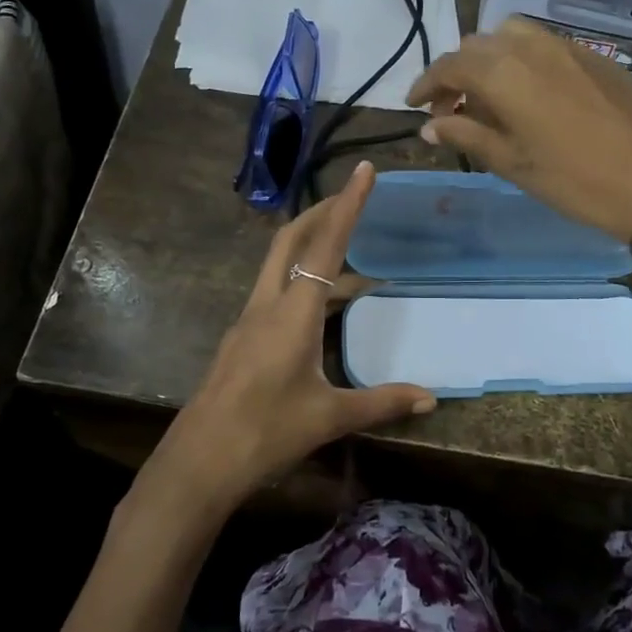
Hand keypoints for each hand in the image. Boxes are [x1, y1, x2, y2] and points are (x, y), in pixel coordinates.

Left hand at [146, 162, 434, 514]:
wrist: (199, 462)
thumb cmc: (266, 432)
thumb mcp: (330, 417)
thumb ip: (382, 402)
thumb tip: (431, 398)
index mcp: (292, 312)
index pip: (325, 245)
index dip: (348, 204)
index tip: (365, 170)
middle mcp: (267, 304)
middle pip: (291, 240)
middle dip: (322, 212)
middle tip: (353, 198)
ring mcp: (249, 320)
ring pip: (280, 265)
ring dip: (312, 248)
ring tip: (352, 258)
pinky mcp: (242, 338)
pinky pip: (275, 291)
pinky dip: (302, 281)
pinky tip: (322, 306)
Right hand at [407, 17, 631, 242]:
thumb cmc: (575, 181)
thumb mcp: (513, 163)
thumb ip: (467, 135)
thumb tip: (430, 125)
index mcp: (504, 72)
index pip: (449, 65)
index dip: (426, 84)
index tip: (414, 106)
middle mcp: (531, 46)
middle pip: (477, 45)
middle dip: (457, 73)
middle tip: (451, 109)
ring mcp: (567, 46)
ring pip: (511, 36)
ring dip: (490, 60)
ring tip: (489, 97)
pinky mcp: (594, 55)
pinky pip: (544, 44)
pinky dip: (522, 59)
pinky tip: (529, 94)